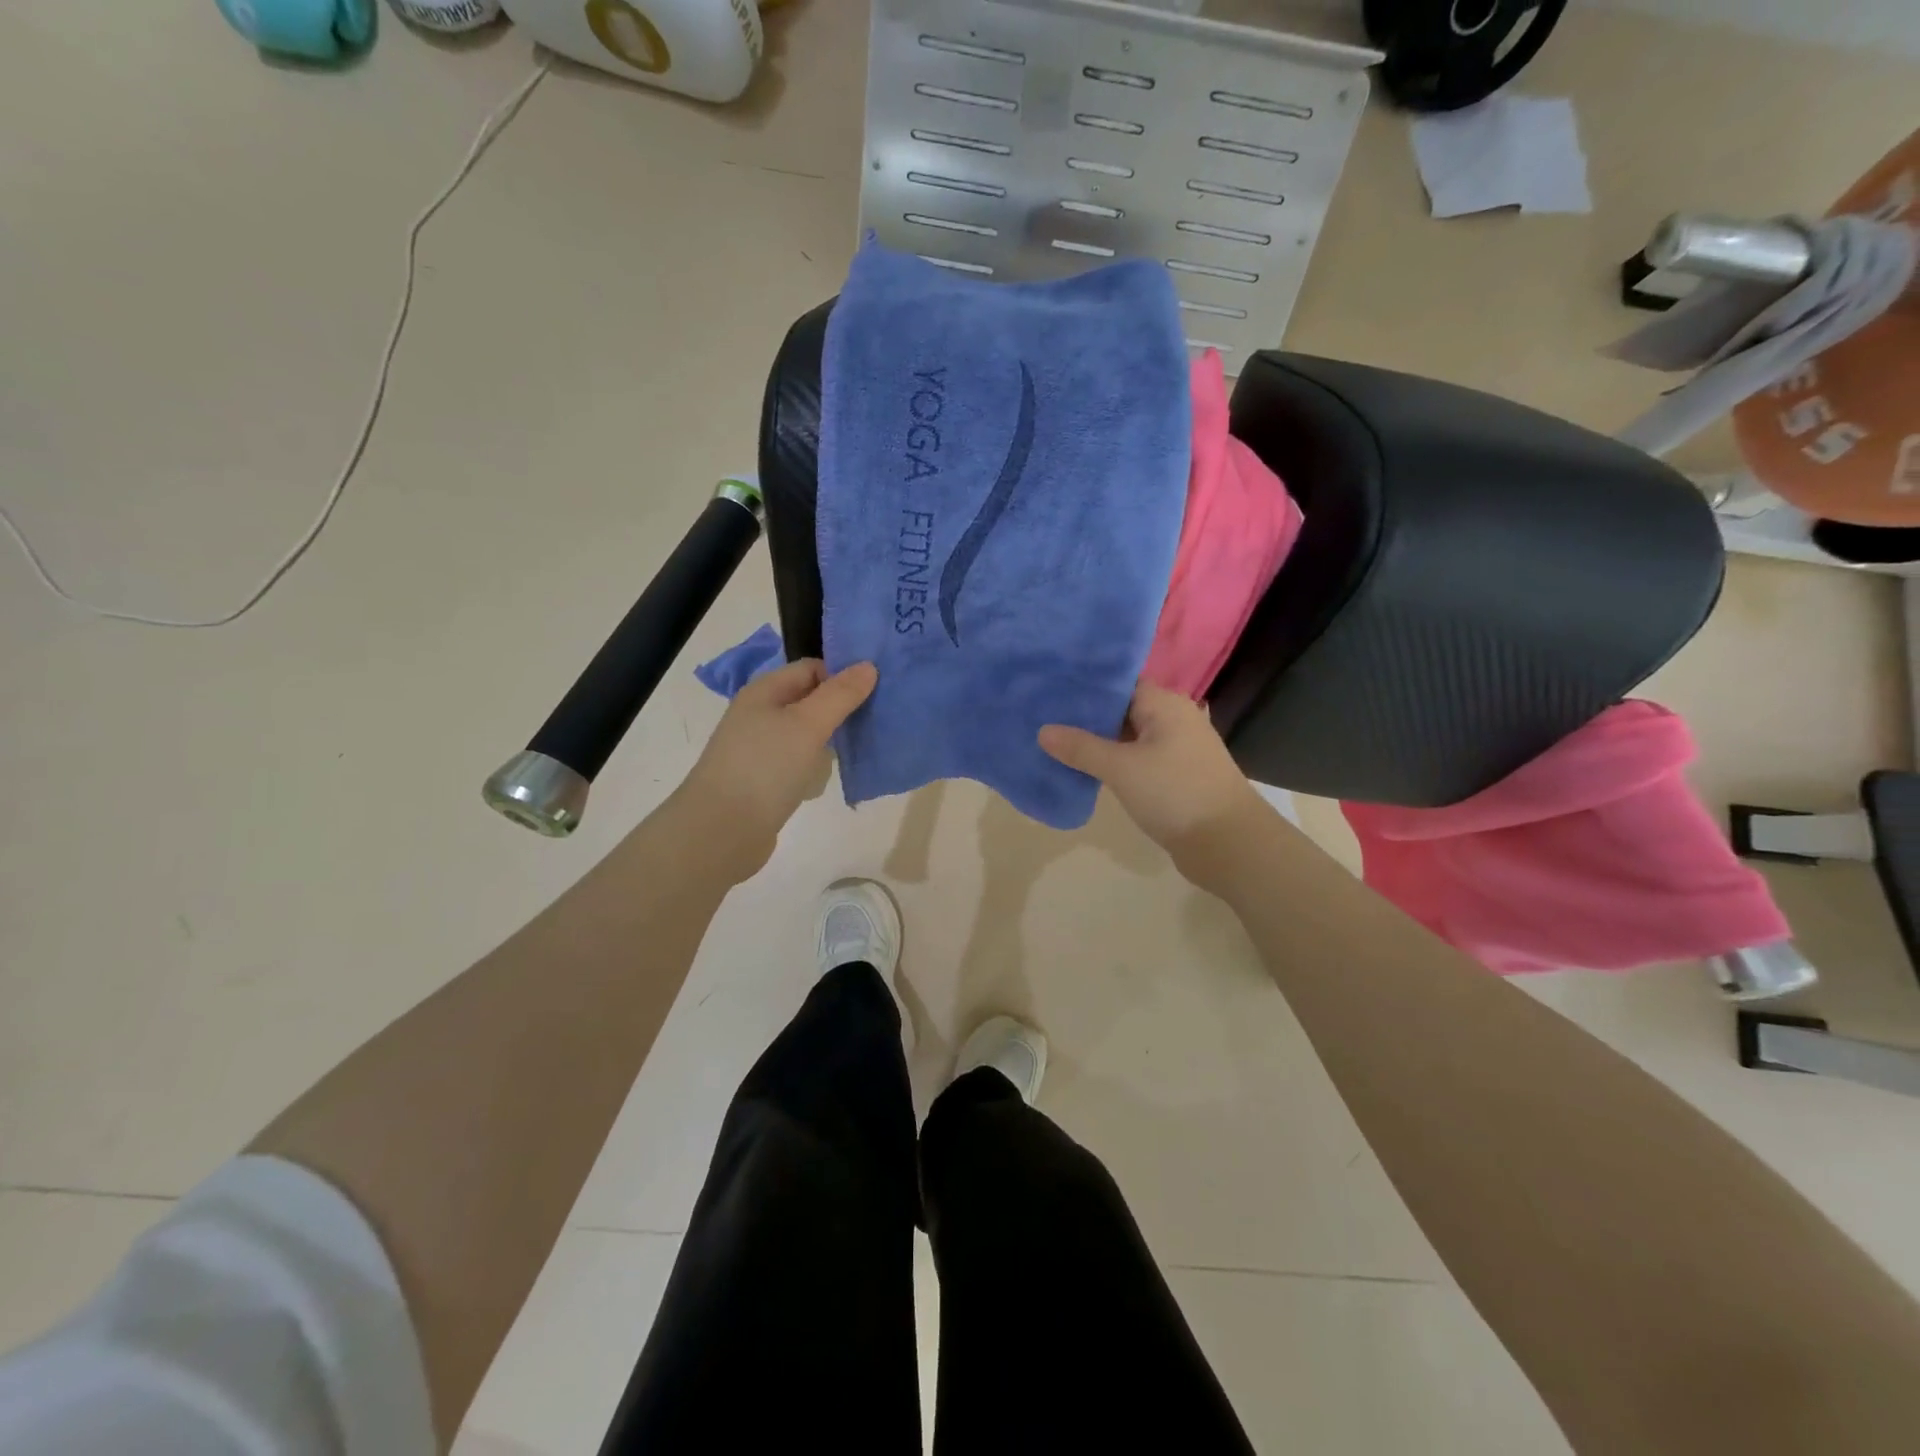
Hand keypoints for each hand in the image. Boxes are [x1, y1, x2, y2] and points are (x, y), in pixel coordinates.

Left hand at [672, 658, 877, 880]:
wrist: (721, 831)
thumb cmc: (764, 768)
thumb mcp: (807, 724)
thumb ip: (839, 695)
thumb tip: (868, 666)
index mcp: (764, 692)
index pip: (811, 668)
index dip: (842, 675)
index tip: (876, 692)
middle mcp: (760, 714)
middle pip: (809, 700)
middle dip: (841, 707)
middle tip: (877, 719)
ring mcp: (760, 749)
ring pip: (806, 733)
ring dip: (832, 739)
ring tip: (861, 748)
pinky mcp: (765, 779)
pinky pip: (799, 761)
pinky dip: (817, 766)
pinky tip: (830, 778)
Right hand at [1039, 681, 1268, 869]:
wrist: (1229, 844)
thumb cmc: (1175, 793)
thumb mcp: (1121, 768)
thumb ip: (1081, 748)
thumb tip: (1043, 730)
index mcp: (1165, 705)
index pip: (1119, 683)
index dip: (1085, 686)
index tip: (1049, 690)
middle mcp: (1172, 720)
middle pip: (1122, 709)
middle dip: (1085, 716)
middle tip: (1042, 716)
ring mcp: (1175, 750)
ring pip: (1127, 738)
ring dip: (1097, 742)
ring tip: (1054, 742)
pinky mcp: (1174, 777)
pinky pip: (1136, 760)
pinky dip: (1112, 763)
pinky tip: (1083, 770)